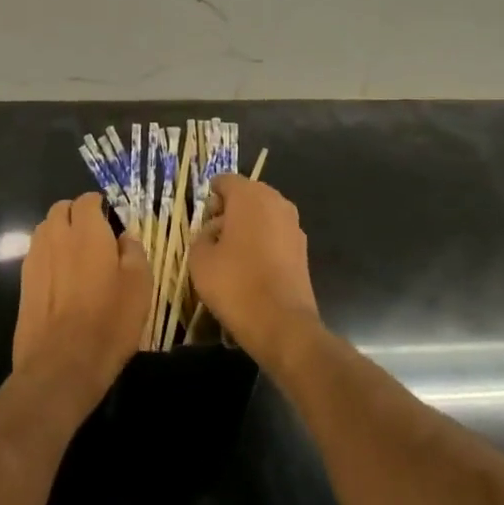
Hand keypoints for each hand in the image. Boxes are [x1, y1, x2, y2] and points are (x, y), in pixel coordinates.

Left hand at [13, 192, 151, 412]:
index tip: (112, 221)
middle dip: (77, 215)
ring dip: (60, 233)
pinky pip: (37, 254)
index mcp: (87, 231)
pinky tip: (63, 279)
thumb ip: (133, 251)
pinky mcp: (23, 282)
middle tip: (96, 236)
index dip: (100, 206)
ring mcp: (35, 258)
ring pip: (46, 229)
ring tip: (78, 256)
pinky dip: (49, 255)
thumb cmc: (108, 323)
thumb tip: (124, 236)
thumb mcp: (139, 286)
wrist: (61, 365)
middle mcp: (56, 236)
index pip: (87, 200)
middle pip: (61, 209)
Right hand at [189, 175, 318, 363]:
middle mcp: (276, 202)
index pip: (225, 181)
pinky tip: (250, 267)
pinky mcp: (303, 249)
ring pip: (263, 215)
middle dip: (229, 210)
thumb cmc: (235, 284)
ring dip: (246, 227)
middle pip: (246, 195)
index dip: (210, 196)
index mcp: (250, 196)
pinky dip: (262, 242)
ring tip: (230, 254)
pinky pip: (275, 234)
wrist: (282, 324)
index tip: (201, 219)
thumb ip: (201, 236)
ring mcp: (293, 225)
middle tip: (212, 236)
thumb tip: (212, 233)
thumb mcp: (200, 259)